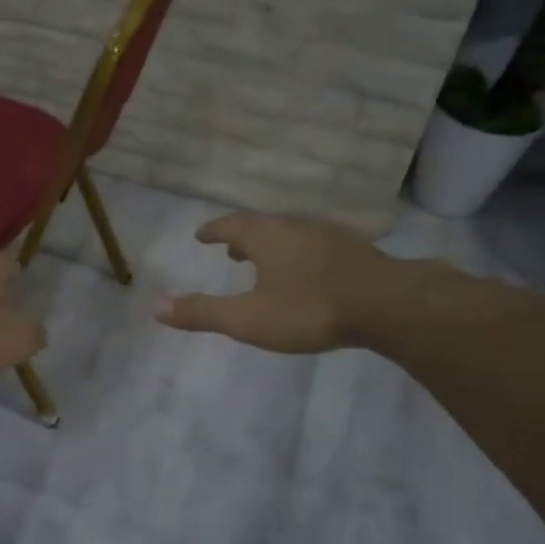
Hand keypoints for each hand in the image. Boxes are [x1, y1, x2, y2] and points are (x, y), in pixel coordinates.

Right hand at [155, 213, 394, 354]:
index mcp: (267, 237)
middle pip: (263, 226)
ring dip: (273, 245)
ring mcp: (329, 236)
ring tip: (266, 263)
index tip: (201, 234)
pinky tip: (310, 273)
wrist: (387, 304)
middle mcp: (296, 227)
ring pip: (292, 234)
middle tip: (230, 251)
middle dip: (243, 237)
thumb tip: (156, 306)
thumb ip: (203, 313)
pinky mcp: (356, 252)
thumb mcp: (249, 318)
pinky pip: (317, 246)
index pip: (232, 225)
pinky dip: (301, 254)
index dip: (214, 230)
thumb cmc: (309, 309)